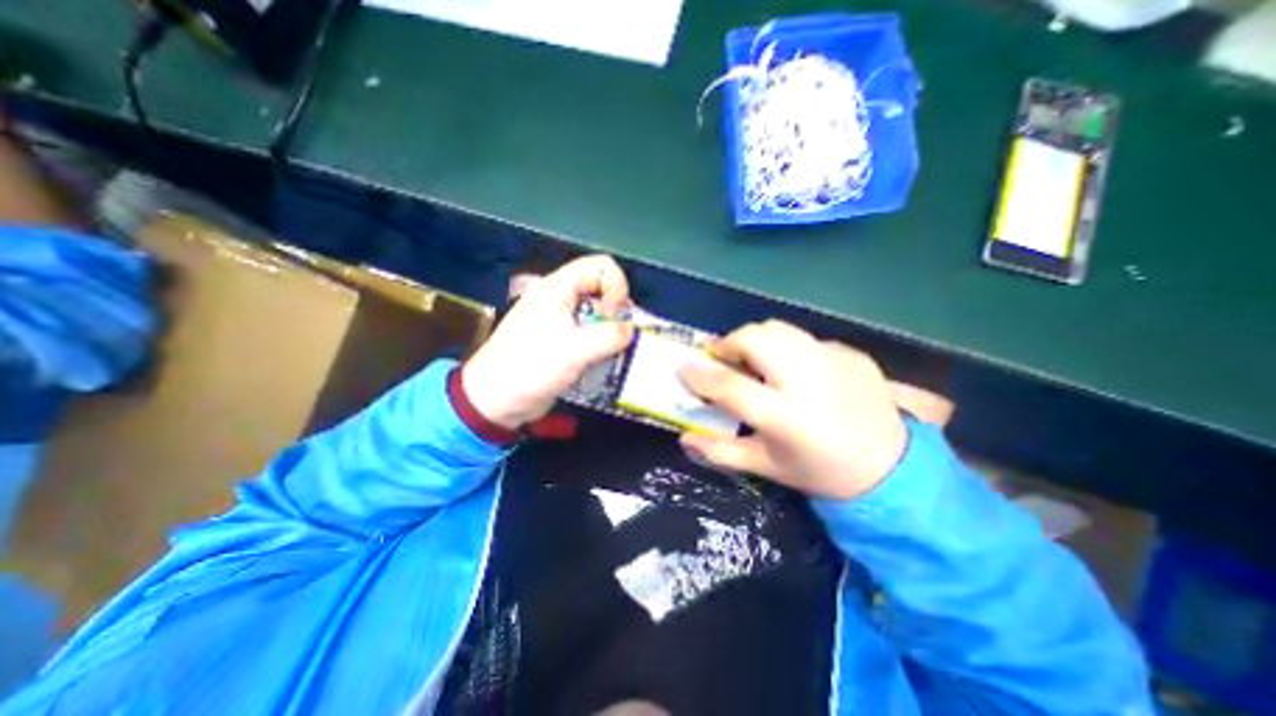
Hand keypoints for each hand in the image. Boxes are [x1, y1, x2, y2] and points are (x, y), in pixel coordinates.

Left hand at [463, 255, 632, 427]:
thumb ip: (609, 336)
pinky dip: (600, 341)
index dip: (617, 287)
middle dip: (617, 309)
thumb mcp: (574, 351)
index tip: (614, 316)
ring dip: (610, 328)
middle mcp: (559, 296)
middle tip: (619, 336)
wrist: (495, 399)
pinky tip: (602, 359)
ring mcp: (558, 318)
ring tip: (614, 350)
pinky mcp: (560, 337)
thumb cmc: (531, 368)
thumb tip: (630, 330)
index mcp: (558, 288)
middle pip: (601, 287)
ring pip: (597, 310)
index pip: (601, 266)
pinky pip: (589, 330)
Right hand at [676, 322, 905, 499]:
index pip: (729, 386)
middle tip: (724, 359)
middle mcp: (808, 380)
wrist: (891, 469)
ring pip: (778, 329)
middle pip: (755, 338)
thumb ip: (720, 451)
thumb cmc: (818, 471)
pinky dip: (788, 349)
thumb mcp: (765, 467)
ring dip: (756, 340)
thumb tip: (684, 438)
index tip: (684, 368)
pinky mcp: (851, 353)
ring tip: (754, 360)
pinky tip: (795, 372)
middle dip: (729, 343)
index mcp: (785, 416)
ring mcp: (833, 361)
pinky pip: (805, 339)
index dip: (700, 375)